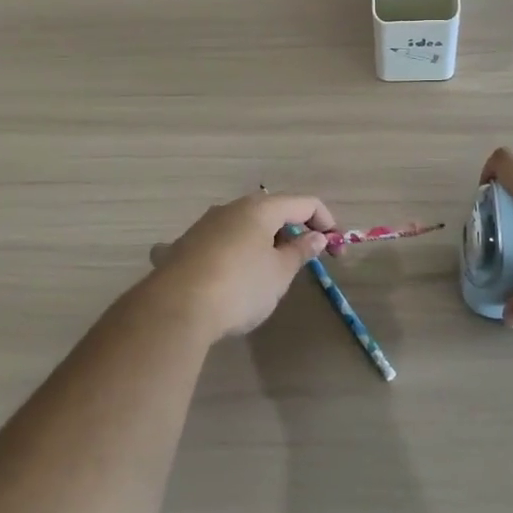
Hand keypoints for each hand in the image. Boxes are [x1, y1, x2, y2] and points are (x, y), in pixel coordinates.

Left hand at [150, 193, 335, 339]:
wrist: (175, 309)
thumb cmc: (240, 287)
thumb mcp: (279, 274)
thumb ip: (300, 252)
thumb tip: (316, 237)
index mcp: (260, 208)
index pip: (304, 203)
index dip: (325, 221)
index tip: (336, 249)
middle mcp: (230, 208)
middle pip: (270, 211)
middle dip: (290, 231)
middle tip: (302, 260)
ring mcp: (203, 226)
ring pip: (240, 226)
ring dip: (257, 242)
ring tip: (264, 272)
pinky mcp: (182, 247)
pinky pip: (211, 244)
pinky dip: (223, 254)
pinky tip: (214, 273)